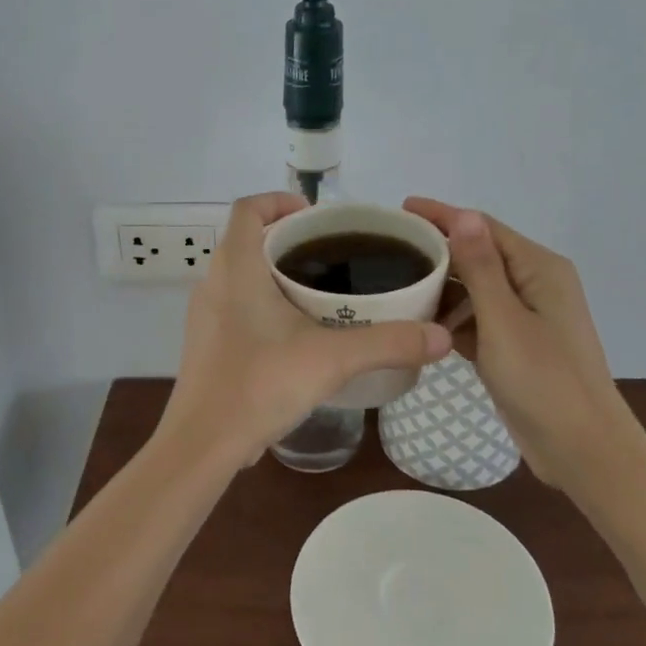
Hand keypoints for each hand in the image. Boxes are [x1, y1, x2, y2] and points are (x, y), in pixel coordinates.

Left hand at [167, 192, 452, 466]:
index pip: (248, 208)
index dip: (279, 201)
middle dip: (288, 240)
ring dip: (275, 273)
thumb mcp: (332, 359)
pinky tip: (296, 333)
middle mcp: (213, 282)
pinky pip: (235, 305)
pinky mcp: (206, 344)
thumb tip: (442, 336)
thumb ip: (389, 343)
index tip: (316, 217)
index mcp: (237, 267)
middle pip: (248, 239)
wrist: (202, 444)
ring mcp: (205, 315)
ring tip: (321, 292)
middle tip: (332, 256)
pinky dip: (263, 303)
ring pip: (240, 274)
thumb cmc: (259, 384)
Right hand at [404, 197, 629, 487]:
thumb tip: (462, 214)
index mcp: (539, 268)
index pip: (483, 227)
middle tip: (389, 251)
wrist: (582, 450)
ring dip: (442, 287)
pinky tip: (420, 323)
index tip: (400, 209)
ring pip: (476, 289)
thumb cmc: (544, 381)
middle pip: (479, 254)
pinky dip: (453, 318)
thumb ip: (480, 267)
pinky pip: (479, 318)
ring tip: (396, 286)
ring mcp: (527, 316)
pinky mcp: (517, 344)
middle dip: (438, 252)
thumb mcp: (504, 321)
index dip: (442, 215)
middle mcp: (535, 283)